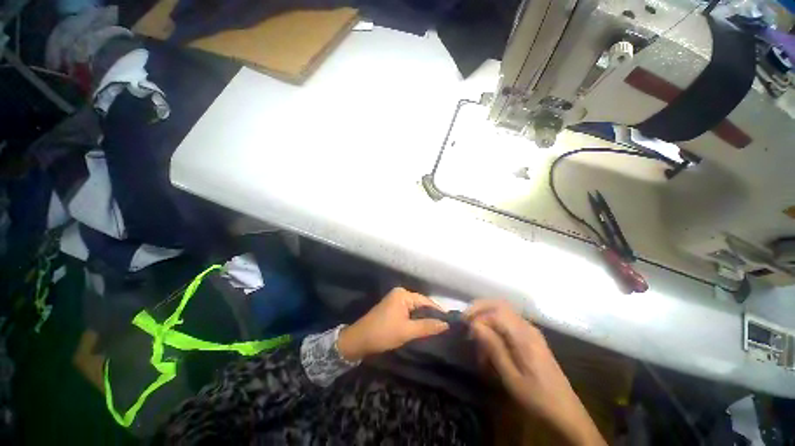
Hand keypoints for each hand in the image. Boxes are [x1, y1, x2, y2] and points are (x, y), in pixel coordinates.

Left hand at [337, 288, 449, 360]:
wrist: (358, 340)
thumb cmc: (383, 333)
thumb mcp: (407, 331)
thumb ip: (427, 326)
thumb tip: (446, 324)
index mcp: (403, 294)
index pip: (426, 301)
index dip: (438, 312)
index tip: (449, 323)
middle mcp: (400, 293)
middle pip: (421, 304)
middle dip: (431, 315)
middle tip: (444, 328)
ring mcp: (395, 300)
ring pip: (415, 309)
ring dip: (423, 318)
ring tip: (436, 329)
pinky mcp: (392, 308)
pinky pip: (408, 312)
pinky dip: (415, 319)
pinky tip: (422, 327)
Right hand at [466, 300, 605, 445]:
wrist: (565, 412)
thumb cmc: (536, 397)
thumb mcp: (511, 377)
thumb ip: (493, 347)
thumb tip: (475, 325)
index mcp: (524, 336)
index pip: (496, 312)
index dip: (478, 315)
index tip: (464, 326)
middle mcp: (527, 327)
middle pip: (500, 305)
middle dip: (479, 308)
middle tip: (465, 318)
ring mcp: (530, 331)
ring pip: (503, 311)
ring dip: (486, 316)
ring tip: (475, 331)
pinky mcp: (531, 337)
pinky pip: (508, 322)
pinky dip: (494, 324)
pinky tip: (489, 340)